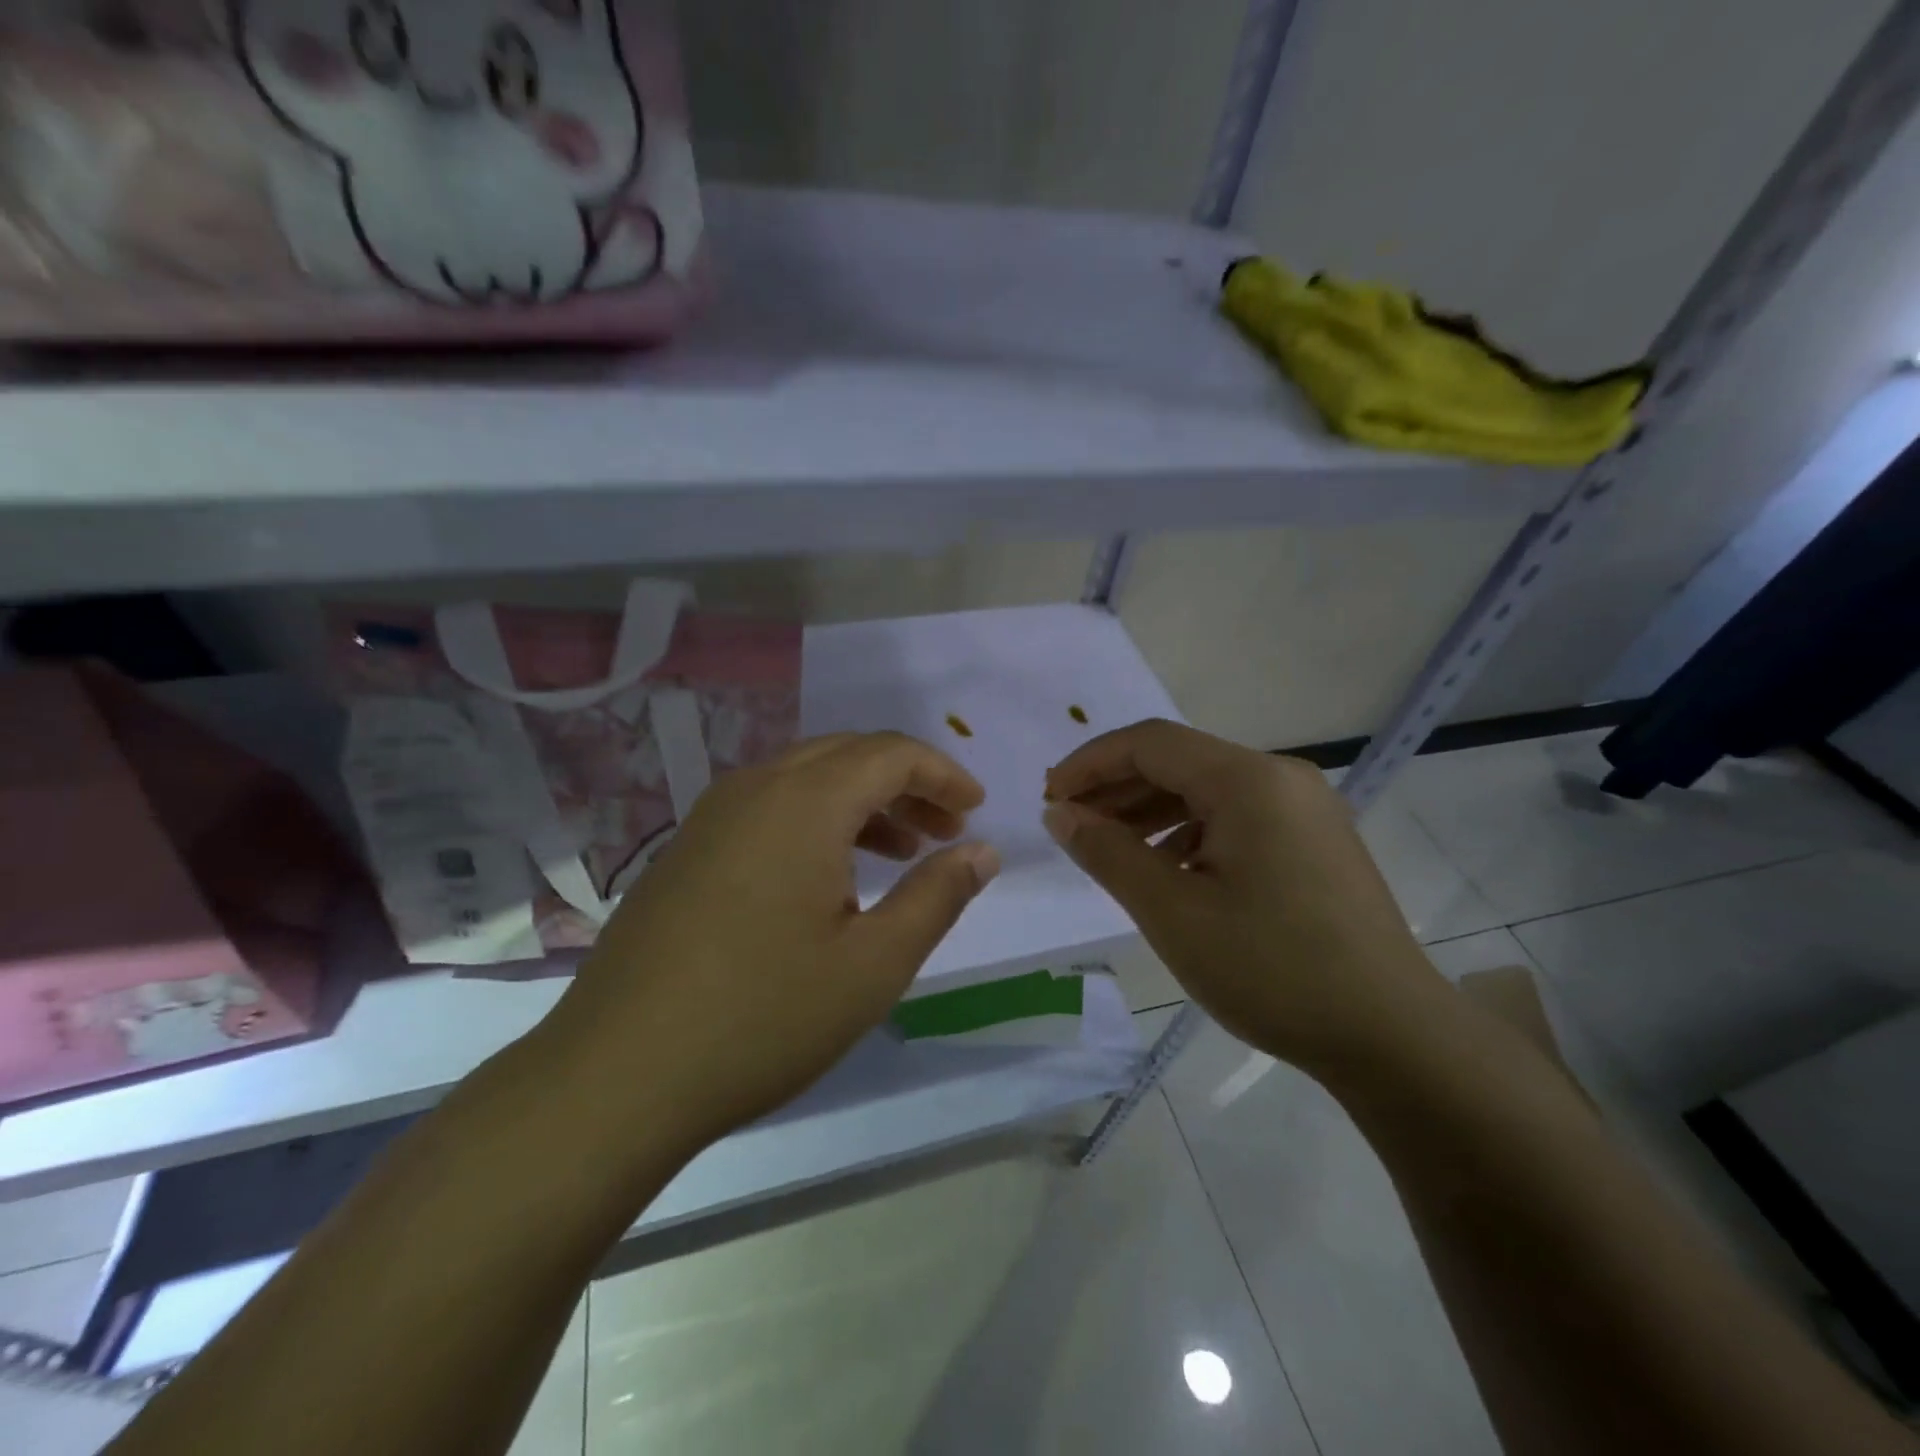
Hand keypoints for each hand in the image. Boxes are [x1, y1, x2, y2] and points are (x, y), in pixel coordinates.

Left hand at [548, 732, 999, 1150]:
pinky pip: (769, 809)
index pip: (889, 754)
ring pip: (806, 780)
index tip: (975, 810)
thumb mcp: (873, 964)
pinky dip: (817, 822)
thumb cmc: (763, 1017)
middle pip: (847, 756)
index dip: (942, 774)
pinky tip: (832, 878)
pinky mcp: (688, 850)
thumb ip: (937, 896)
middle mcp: (754, 789)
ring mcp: (712, 817)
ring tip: (903, 853)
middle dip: (906, 785)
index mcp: (803, 802)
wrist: (616, 1075)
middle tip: (947, 830)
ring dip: (863, 803)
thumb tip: (982, 851)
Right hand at [1043, 719, 1448, 1074]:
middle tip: (1070, 823)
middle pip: (1179, 761)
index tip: (1049, 797)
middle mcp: (1280, 777)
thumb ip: (1108, 853)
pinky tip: (1167, 868)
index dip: (1090, 762)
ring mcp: (1304, 808)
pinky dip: (1189, 831)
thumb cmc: (1272, 970)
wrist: (1393, 1037)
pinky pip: (1236, 816)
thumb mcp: (1173, 912)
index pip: (1150, 742)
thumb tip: (1061, 813)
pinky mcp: (1314, 840)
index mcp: (1249, 780)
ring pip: (1207, 789)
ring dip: (1150, 809)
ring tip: (1108, 846)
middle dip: (1116, 787)